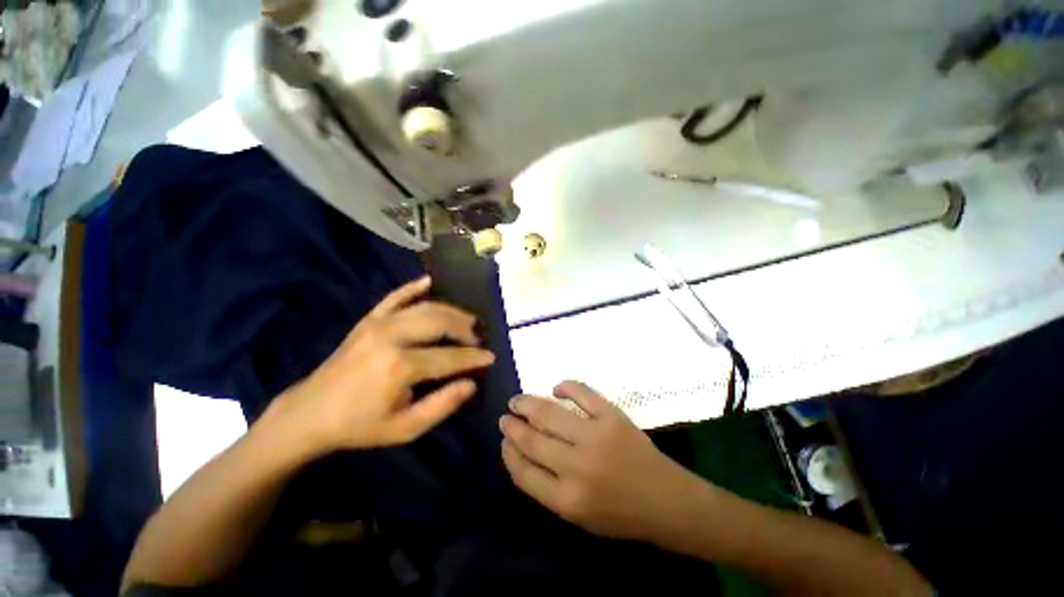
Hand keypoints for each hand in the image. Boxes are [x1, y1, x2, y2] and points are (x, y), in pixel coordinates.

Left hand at [273, 276, 494, 453]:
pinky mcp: (368, 319)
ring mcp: (378, 323)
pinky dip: (414, 287)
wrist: (309, 413)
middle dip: (465, 329)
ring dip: (451, 311)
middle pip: (441, 322)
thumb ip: (442, 405)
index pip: (450, 356)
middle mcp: (392, 336)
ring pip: (426, 307)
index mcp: (401, 366)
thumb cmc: (360, 425)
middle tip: (477, 339)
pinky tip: (430, 282)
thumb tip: (471, 383)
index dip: (474, 357)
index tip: (491, 357)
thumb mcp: (405, 429)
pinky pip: (395, 296)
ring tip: (466, 321)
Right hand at [500, 381, 705, 541]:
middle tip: (506, 416)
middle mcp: (577, 467)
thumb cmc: (620, 514)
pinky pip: (582, 393)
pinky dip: (565, 386)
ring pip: (549, 413)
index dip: (508, 453)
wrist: (666, 500)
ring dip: (528, 403)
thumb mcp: (578, 517)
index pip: (523, 471)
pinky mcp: (612, 416)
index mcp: (567, 500)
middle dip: (512, 426)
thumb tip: (523, 453)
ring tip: (518, 401)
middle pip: (532, 440)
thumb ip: (548, 488)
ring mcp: (595, 437)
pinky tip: (556, 388)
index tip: (504, 441)